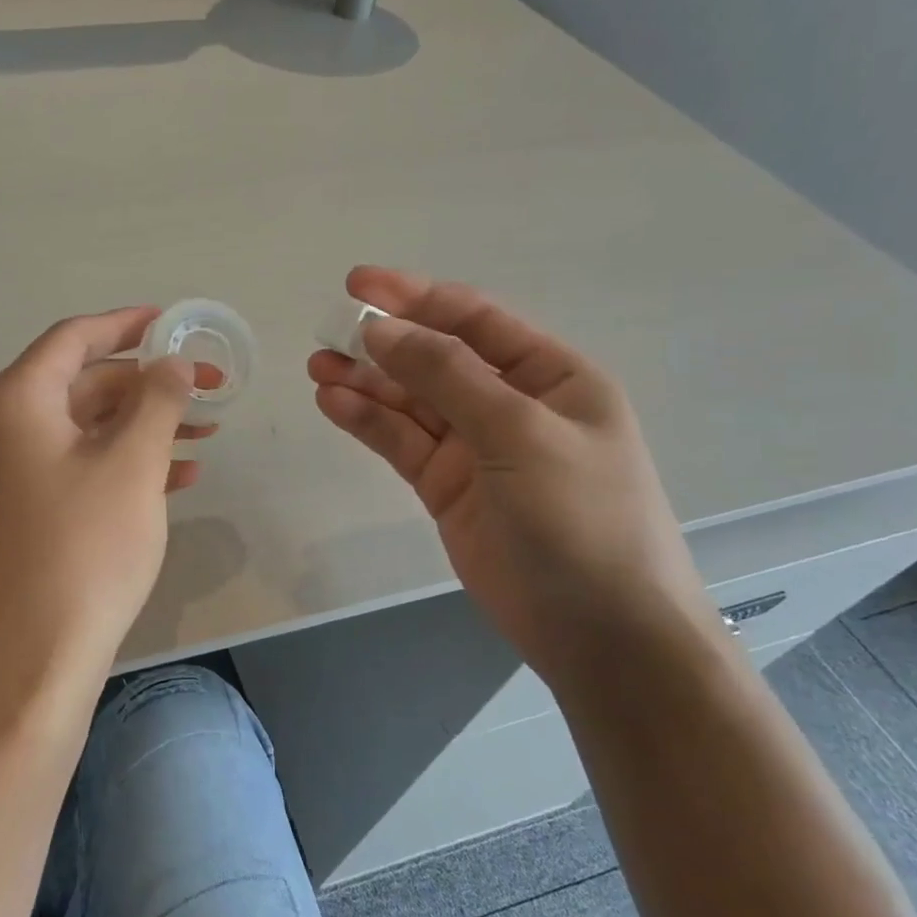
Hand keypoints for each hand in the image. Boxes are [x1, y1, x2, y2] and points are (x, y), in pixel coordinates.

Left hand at [0, 307, 210, 680]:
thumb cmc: (85, 547)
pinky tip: (177, 476)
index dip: (127, 324)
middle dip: (149, 385)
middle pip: (83, 384)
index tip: (172, 321)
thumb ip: (158, 400)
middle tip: (209, 389)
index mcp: (14, 401)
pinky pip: (76, 466)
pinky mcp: (21, 509)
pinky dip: (123, 463)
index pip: (74, 339)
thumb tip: (173, 362)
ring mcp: (7, 471)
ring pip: (85, 428)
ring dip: (144, 426)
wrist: (35, 653)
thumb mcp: (133, 464)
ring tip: (205, 434)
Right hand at [309, 266, 722, 680]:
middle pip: (435, 359)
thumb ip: (448, 377)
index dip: (416, 297)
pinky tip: (334, 403)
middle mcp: (512, 404)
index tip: (358, 285)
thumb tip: (383, 329)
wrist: (599, 631)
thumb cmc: (581, 518)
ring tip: (317, 366)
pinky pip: (402, 443)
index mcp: (551, 377)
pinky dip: (369, 422)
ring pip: (410, 402)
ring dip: (366, 382)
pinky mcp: (447, 488)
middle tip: (327, 330)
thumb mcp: (520, 434)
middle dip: (383, 342)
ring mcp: (476, 448)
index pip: (474, 320)